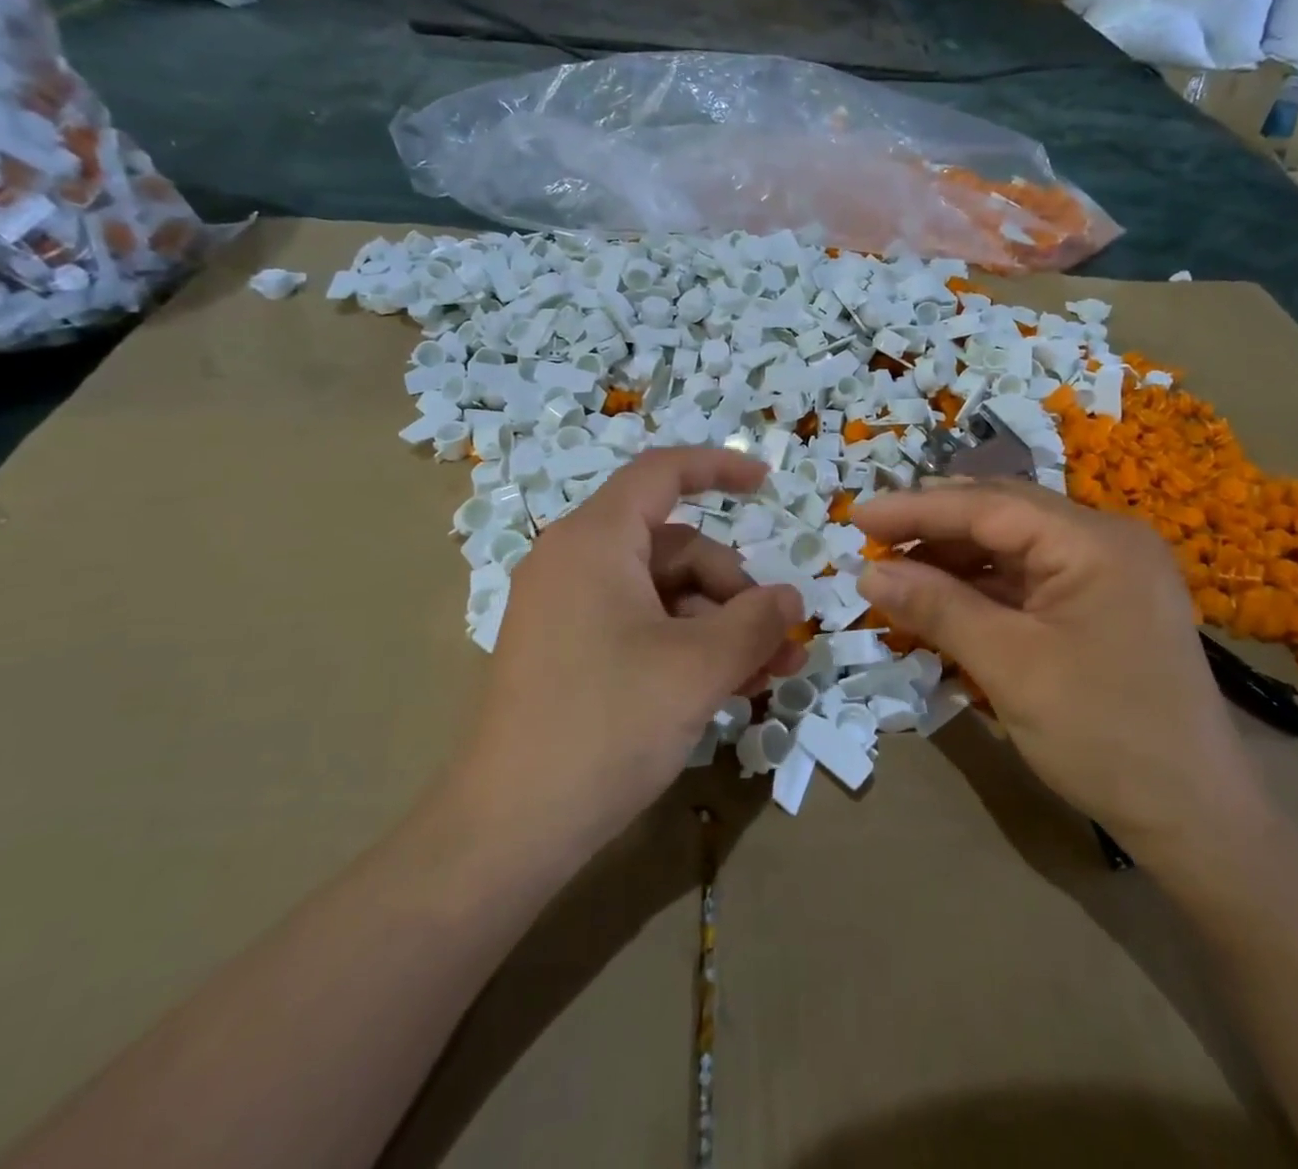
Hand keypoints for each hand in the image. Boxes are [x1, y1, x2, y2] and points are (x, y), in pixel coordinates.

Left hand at [443, 448, 804, 862]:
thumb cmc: (606, 726)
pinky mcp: (570, 652)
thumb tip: (789, 598)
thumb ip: (755, 622)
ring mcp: (569, 609)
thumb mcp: (697, 669)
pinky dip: (687, 647)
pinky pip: (642, 627)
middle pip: (676, 548)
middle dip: (735, 590)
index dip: (719, 468)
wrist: (508, 831)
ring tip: (767, 676)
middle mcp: (576, 562)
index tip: (768, 484)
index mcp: (594, 541)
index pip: (661, 473)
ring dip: (721, 627)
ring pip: (665, 594)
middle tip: (780, 644)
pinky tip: (729, 688)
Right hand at [853, 481, 1271, 867]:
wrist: (1196, 820)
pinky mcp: (1101, 606)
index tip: (857, 516)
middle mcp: (1106, 541)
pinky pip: (1029, 582)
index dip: (917, 508)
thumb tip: (868, 573)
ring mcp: (1107, 573)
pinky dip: (981, 591)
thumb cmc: (1104, 736)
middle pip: (1002, 517)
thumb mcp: (1009, 666)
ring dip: (953, 562)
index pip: (989, 505)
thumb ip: (937, 608)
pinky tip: (942, 603)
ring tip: (896, 574)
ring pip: (1012, 549)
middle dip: (933, 528)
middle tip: (871, 541)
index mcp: (1095, 541)